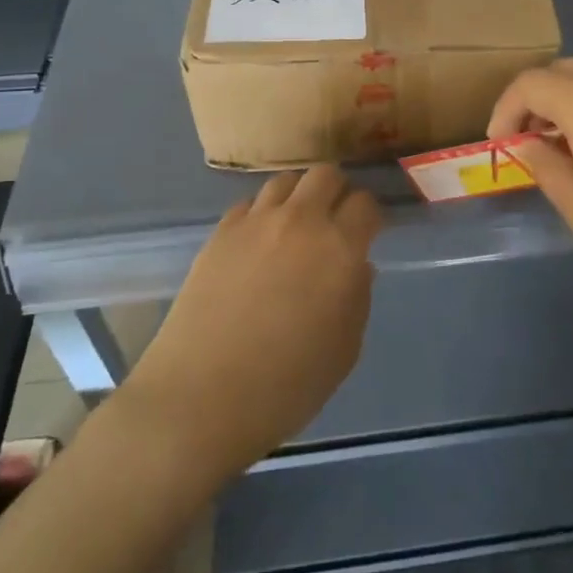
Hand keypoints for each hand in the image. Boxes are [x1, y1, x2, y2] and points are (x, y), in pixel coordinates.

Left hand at [121, 165, 378, 474]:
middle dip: (337, 191)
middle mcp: (300, 222)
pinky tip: (258, 243)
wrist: (201, 398)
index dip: (371, 216)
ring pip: (285, 180)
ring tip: (295, 226)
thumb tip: (357, 267)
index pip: (366, 204)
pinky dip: (261, 214)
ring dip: (298, 196)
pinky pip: (249, 204)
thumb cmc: (286, 386)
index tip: (368, 234)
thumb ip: (358, 299)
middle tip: (334, 221)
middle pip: (326, 175)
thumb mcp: (344, 350)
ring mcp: (255, 223)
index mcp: (340, 249)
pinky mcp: (219, 233)